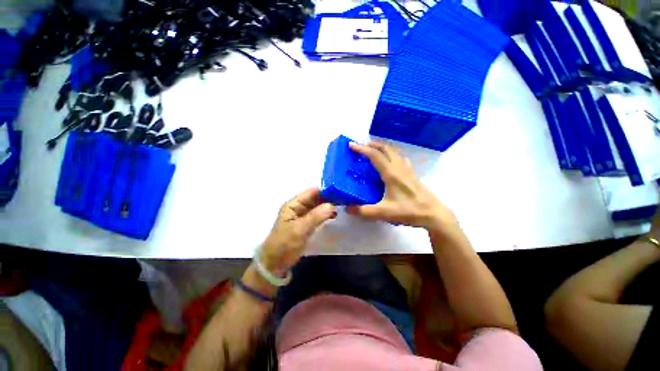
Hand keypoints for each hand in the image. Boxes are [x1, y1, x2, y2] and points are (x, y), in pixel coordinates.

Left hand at [260, 188, 336, 275]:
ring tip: (344, 205)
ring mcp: (303, 215)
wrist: (275, 264)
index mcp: (293, 204)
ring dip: (329, 206)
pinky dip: (326, 214)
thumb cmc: (285, 244)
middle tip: (345, 199)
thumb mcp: (300, 229)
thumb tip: (332, 204)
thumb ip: (316, 216)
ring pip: (318, 206)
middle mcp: (298, 207)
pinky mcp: (307, 224)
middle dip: (329, 198)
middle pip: (316, 198)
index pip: (311, 192)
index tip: (340, 191)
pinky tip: (335, 215)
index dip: (325, 190)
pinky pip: (318, 215)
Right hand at [347, 142, 456, 231]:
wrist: (433, 214)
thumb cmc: (408, 211)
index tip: (351, 145)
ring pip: (394, 151)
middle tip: (361, 146)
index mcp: (391, 174)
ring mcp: (407, 170)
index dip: (361, 149)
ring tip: (373, 151)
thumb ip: (363, 211)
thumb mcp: (383, 212)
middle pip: (385, 148)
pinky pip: (400, 158)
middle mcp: (399, 167)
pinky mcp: (412, 174)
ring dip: (382, 148)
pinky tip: (390, 162)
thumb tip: (347, 208)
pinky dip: (391, 154)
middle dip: (372, 144)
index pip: (374, 155)